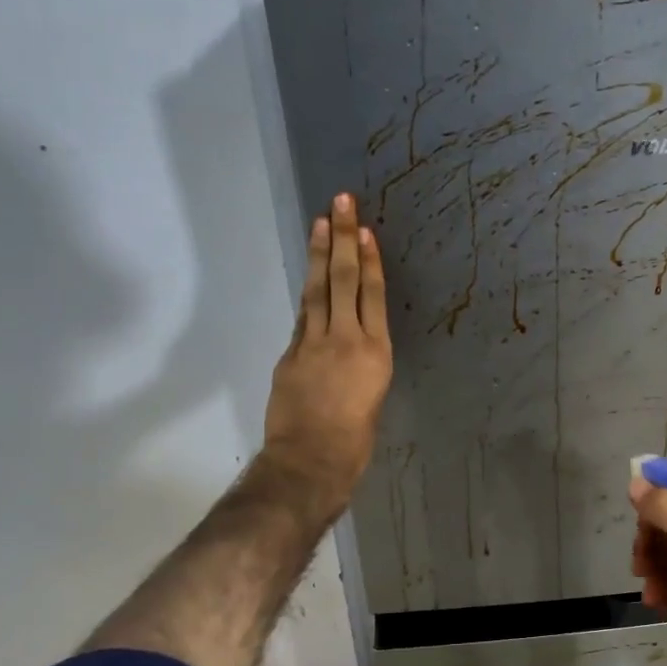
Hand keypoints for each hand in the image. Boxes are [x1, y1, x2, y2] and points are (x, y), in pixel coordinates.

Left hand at [262, 193, 392, 515]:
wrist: (311, 463)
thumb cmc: (355, 444)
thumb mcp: (373, 401)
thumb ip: (362, 368)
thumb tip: (351, 350)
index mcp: (376, 354)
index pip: (371, 295)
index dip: (368, 260)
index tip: (364, 230)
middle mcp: (346, 339)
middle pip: (344, 281)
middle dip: (343, 239)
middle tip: (341, 203)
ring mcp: (313, 344)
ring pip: (319, 290)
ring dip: (320, 254)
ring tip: (322, 222)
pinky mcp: (290, 355)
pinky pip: (303, 317)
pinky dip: (309, 293)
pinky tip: (312, 277)